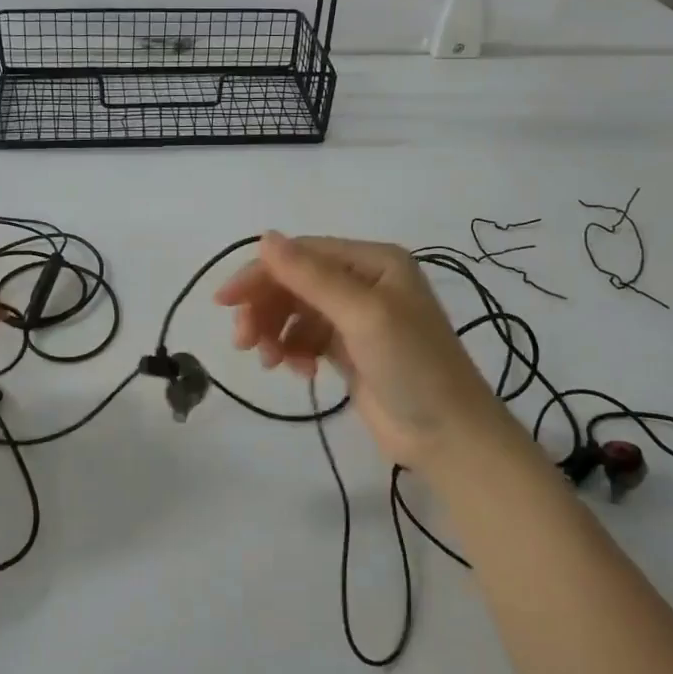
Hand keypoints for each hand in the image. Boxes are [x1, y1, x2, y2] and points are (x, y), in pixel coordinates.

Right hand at [214, 232, 518, 471]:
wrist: (448, 436)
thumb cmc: (412, 365)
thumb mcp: (362, 314)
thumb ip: (312, 276)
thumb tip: (265, 237)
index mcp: (373, 261)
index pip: (303, 254)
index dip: (261, 273)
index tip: (224, 302)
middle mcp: (364, 281)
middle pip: (296, 283)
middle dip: (265, 308)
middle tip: (242, 341)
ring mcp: (356, 318)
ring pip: (296, 312)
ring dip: (275, 332)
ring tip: (269, 361)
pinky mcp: (349, 350)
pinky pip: (305, 338)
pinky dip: (293, 351)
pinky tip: (299, 372)